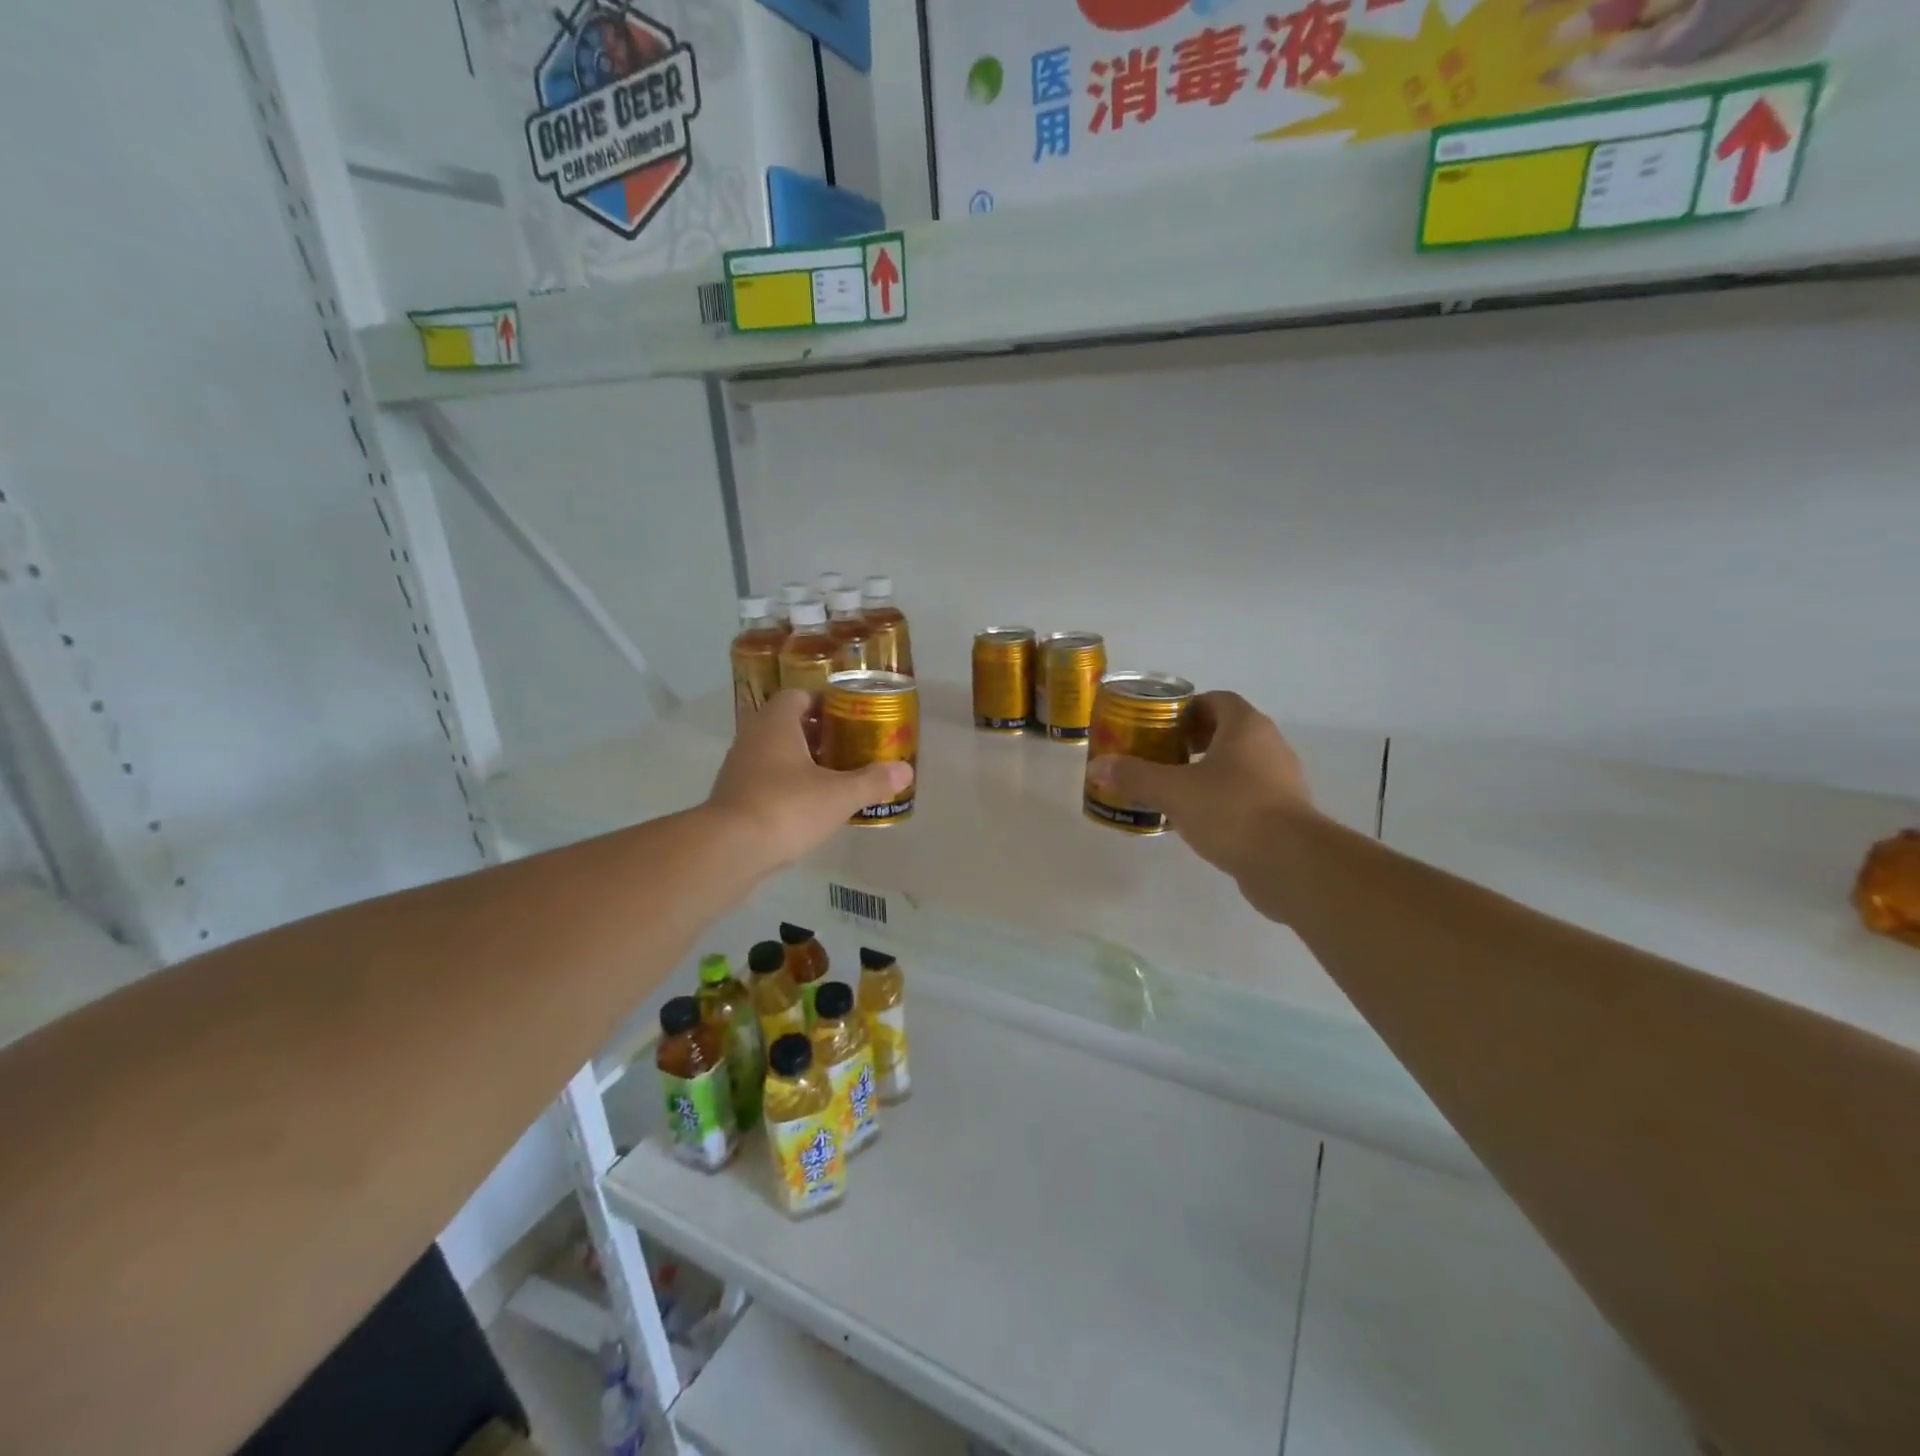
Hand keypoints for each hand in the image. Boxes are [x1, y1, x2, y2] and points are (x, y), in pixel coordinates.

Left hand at [706, 690, 912, 867]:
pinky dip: (786, 786)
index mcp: (776, 723)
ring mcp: (738, 768)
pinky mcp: (732, 798)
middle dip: (818, 735)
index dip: (824, 704)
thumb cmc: (786, 807)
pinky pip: (764, 781)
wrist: (729, 850)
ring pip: (774, 754)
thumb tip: (904, 770)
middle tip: (848, 749)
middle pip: (787, 725)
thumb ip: (872, 781)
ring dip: (801, 762)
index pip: (798, 696)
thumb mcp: (839, 795)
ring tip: (833, 779)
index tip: (849, 718)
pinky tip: (808, 807)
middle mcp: (753, 737)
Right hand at [1087, 692, 1315, 911]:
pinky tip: (1197, 818)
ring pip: (1238, 765)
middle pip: (1227, 731)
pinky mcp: (1284, 813)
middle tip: (1158, 755)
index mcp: (1246, 727)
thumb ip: (1135, 776)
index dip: (1187, 708)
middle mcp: (1269, 745)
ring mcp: (1281, 780)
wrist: (1290, 863)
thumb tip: (1097, 766)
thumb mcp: (1173, 791)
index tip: (1160, 725)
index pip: (1217, 700)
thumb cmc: (1231, 810)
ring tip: (1172, 788)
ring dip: (1207, 771)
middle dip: (1191, 740)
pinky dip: (1222, 798)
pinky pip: (1247, 794)